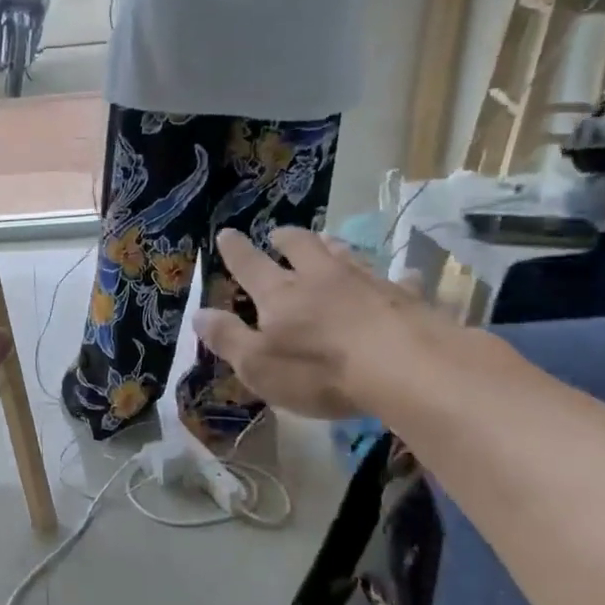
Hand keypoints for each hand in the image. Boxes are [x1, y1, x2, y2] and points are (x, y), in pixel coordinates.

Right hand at [192, 227, 438, 420]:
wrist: (405, 368)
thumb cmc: (320, 370)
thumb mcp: (258, 365)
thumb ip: (227, 338)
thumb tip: (198, 314)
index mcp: (280, 294)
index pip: (250, 265)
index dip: (235, 250)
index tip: (227, 233)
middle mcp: (320, 278)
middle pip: (300, 246)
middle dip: (286, 238)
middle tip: (278, 235)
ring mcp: (366, 282)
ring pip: (345, 254)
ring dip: (331, 246)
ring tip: (326, 241)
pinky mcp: (405, 297)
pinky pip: (400, 280)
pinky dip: (397, 278)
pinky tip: (405, 277)